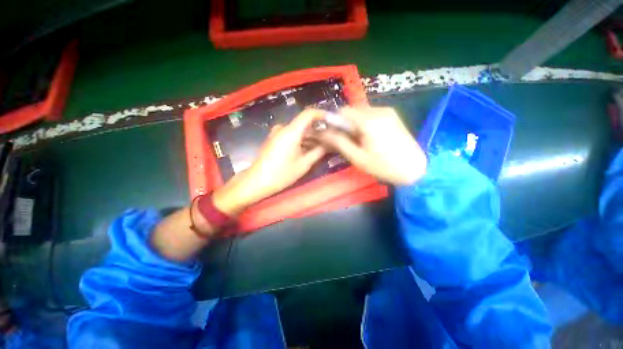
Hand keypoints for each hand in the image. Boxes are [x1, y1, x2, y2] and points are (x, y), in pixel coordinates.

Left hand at [212, 109, 325, 215]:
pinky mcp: (274, 139)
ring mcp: (277, 133)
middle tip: (331, 140)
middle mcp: (283, 128)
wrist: (257, 181)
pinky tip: (309, 150)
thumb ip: (319, 151)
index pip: (309, 114)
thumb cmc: (282, 174)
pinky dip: (302, 141)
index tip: (333, 122)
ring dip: (310, 137)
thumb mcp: (304, 164)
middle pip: (304, 124)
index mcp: (291, 131)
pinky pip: (291, 136)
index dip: (322, 115)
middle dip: (318, 131)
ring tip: (322, 147)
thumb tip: (330, 143)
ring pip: (298, 131)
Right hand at [317, 107, 426, 184]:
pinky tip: (368, 137)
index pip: (343, 111)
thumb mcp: (358, 157)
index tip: (332, 134)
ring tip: (358, 141)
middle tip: (345, 140)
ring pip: (361, 112)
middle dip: (344, 124)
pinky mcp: (392, 115)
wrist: (414, 169)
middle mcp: (379, 110)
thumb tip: (323, 132)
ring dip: (354, 124)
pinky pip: (370, 115)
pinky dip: (363, 123)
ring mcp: (387, 111)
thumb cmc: (384, 166)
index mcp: (369, 120)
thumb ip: (339, 142)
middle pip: (352, 111)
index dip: (334, 121)